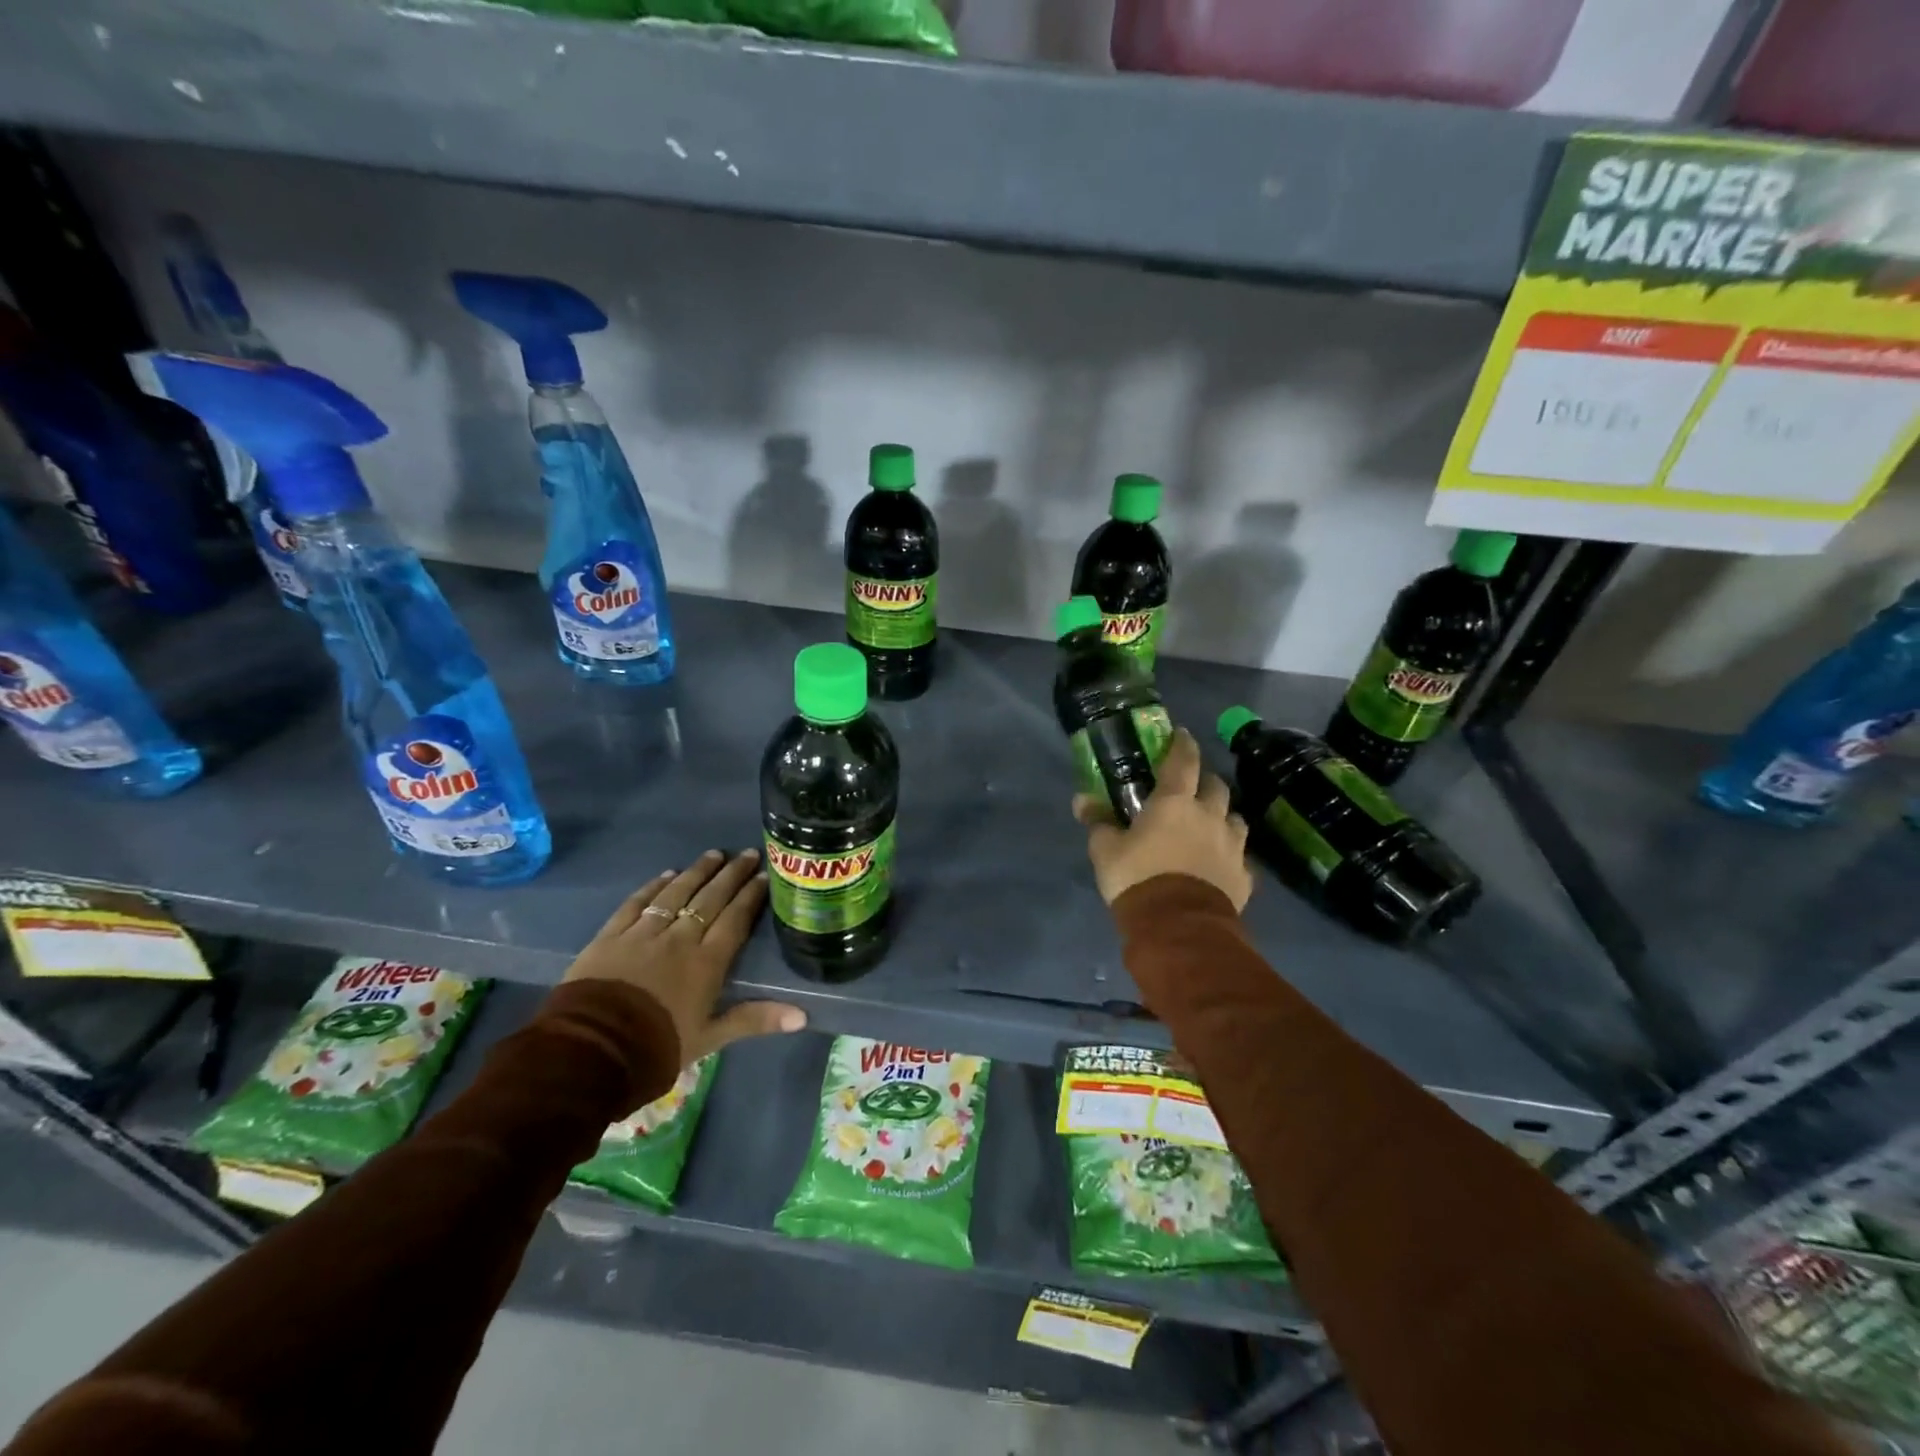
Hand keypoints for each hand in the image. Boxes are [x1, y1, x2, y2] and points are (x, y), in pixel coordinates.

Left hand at [563, 849, 805, 1066]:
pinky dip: (653, 887)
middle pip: (710, 899)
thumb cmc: (657, 1047)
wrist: (592, 1051)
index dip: (750, 896)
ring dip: (697, 872)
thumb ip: (755, 1020)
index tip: (764, 875)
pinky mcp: (611, 936)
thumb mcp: (710, 1038)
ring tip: (713, 854)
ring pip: (676, 893)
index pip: (735, 919)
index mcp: (707, 962)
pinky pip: (637, 903)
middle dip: (731, 875)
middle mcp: (680, 938)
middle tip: (747, 854)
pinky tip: (666, 875)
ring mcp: (643, 933)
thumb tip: (803, 1016)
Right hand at [1074, 728, 1252, 911]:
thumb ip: (1098, 822)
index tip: (1181, 735)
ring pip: (1235, 819)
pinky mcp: (1244, 876)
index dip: (1183, 745)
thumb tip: (1082, 801)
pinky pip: (1241, 857)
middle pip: (1216, 786)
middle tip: (1192, 787)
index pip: (1184, 761)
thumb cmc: (1138, 878)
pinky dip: (1231, 854)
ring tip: (1210, 825)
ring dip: (1223, 816)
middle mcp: (1209, 816)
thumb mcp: (1106, 851)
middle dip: (1205, 781)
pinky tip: (1220, 863)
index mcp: (1175, 802)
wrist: (1178, 926)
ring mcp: (1232, 846)